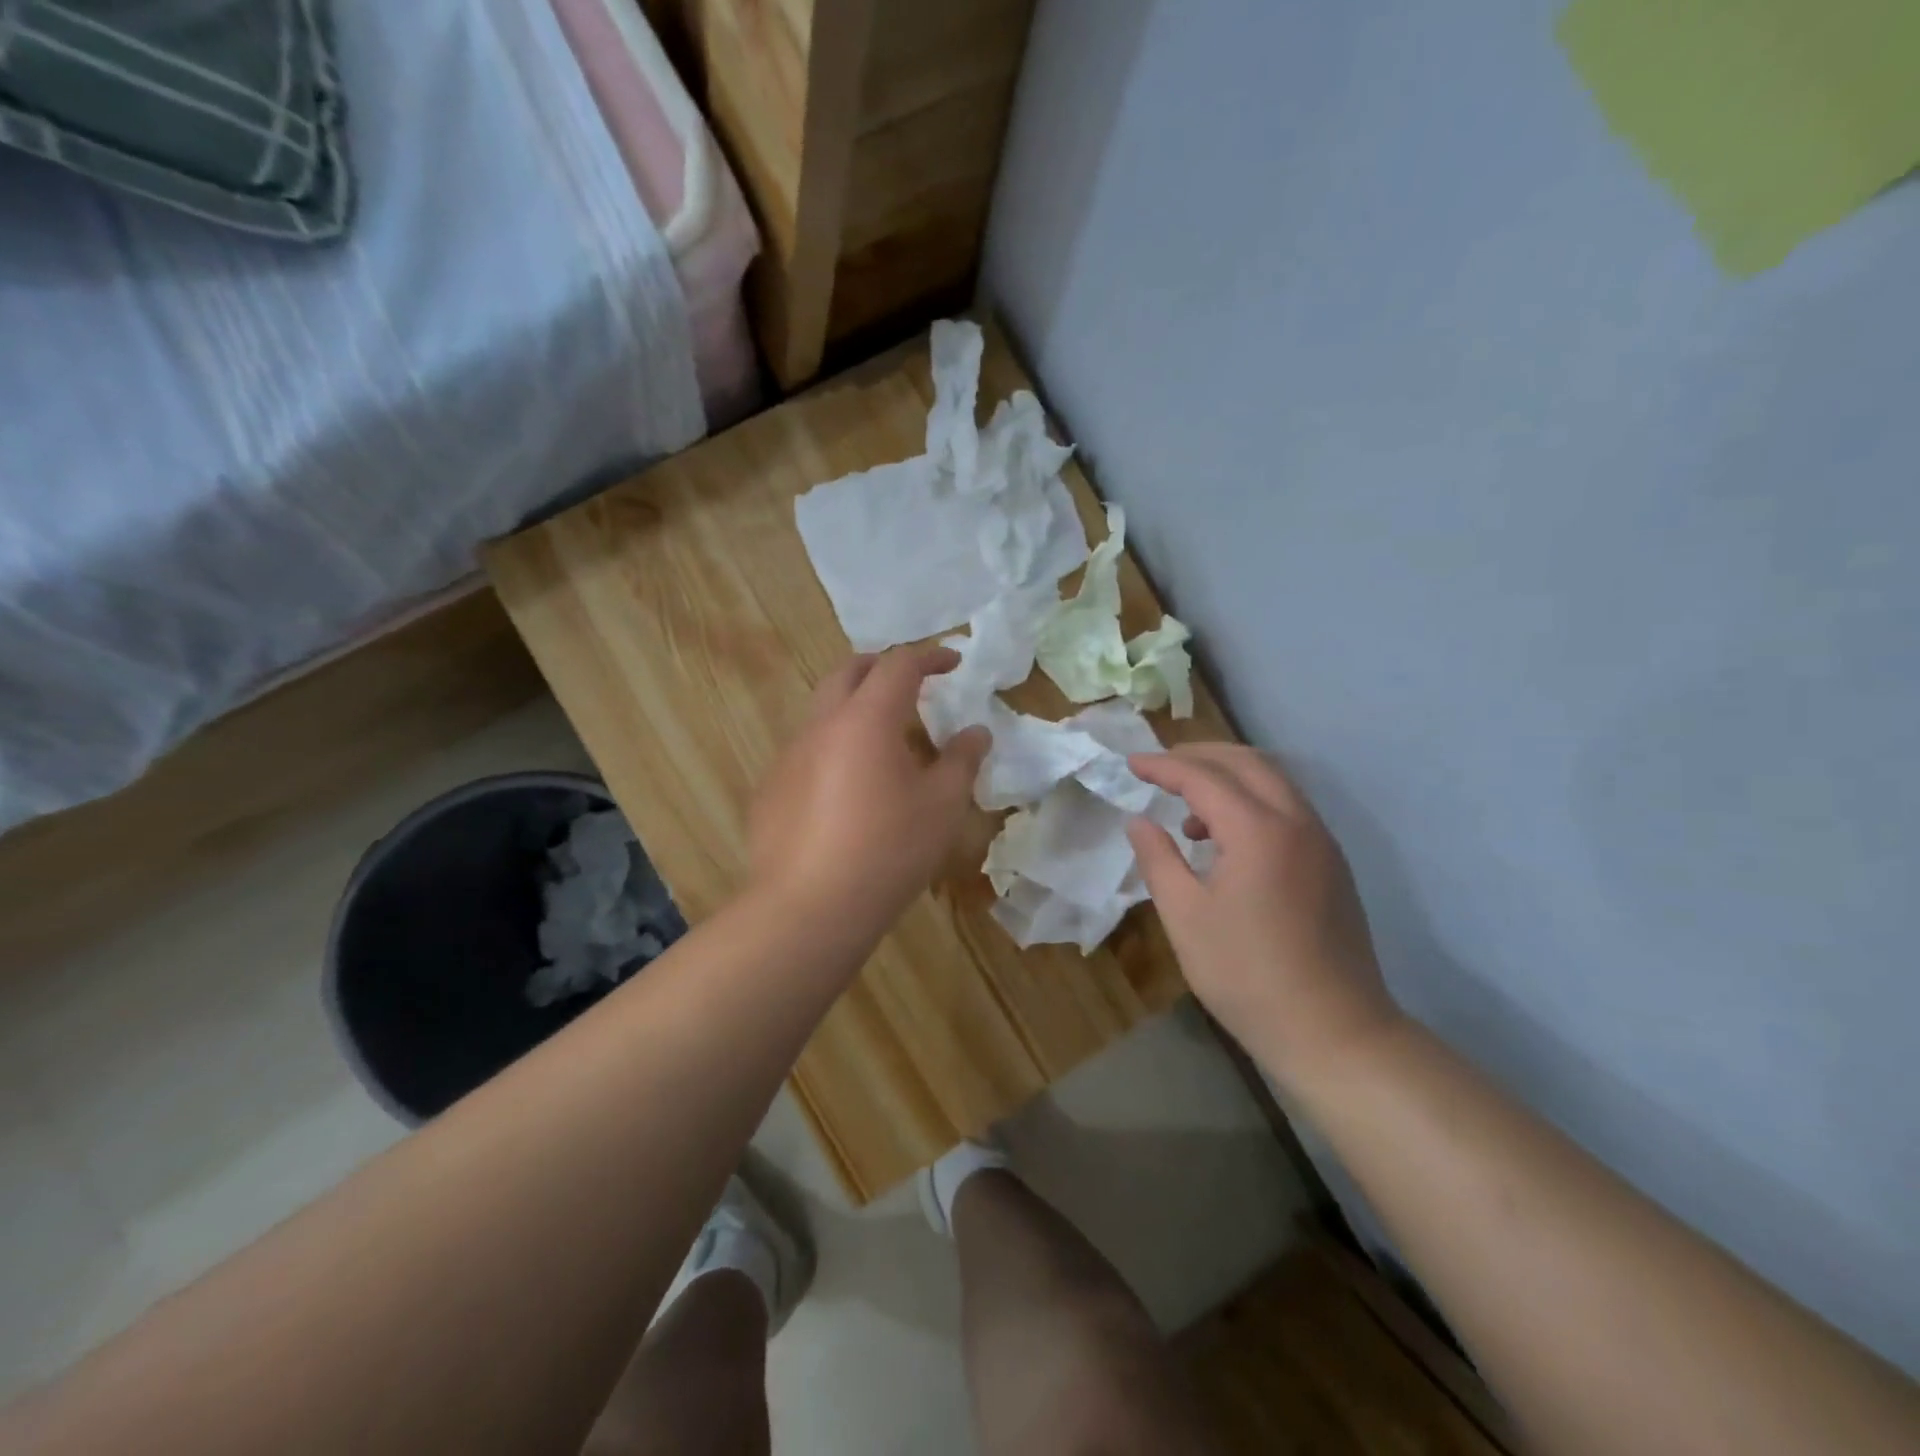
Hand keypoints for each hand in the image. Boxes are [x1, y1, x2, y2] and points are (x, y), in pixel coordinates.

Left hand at [748, 646, 990, 939]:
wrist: (808, 909)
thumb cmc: (888, 851)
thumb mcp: (942, 806)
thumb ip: (962, 760)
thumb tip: (976, 732)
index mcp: (867, 718)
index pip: (899, 664)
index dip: (930, 656)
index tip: (953, 663)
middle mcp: (822, 725)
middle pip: (849, 672)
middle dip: (882, 668)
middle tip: (912, 685)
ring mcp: (789, 756)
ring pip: (823, 711)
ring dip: (855, 710)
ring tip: (884, 744)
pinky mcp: (771, 789)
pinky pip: (806, 751)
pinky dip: (833, 750)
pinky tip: (847, 793)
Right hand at [1126, 744, 1402, 1092]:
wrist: (1334, 1031)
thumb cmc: (1247, 975)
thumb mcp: (1185, 917)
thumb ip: (1158, 859)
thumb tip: (1139, 821)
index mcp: (1257, 830)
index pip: (1202, 776)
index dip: (1162, 766)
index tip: (1130, 764)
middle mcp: (1296, 821)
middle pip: (1246, 762)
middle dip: (1199, 755)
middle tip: (1159, 768)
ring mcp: (1321, 841)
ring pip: (1272, 780)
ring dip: (1227, 776)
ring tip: (1187, 809)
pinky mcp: (1331, 863)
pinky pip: (1287, 807)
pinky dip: (1251, 801)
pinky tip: (1226, 839)